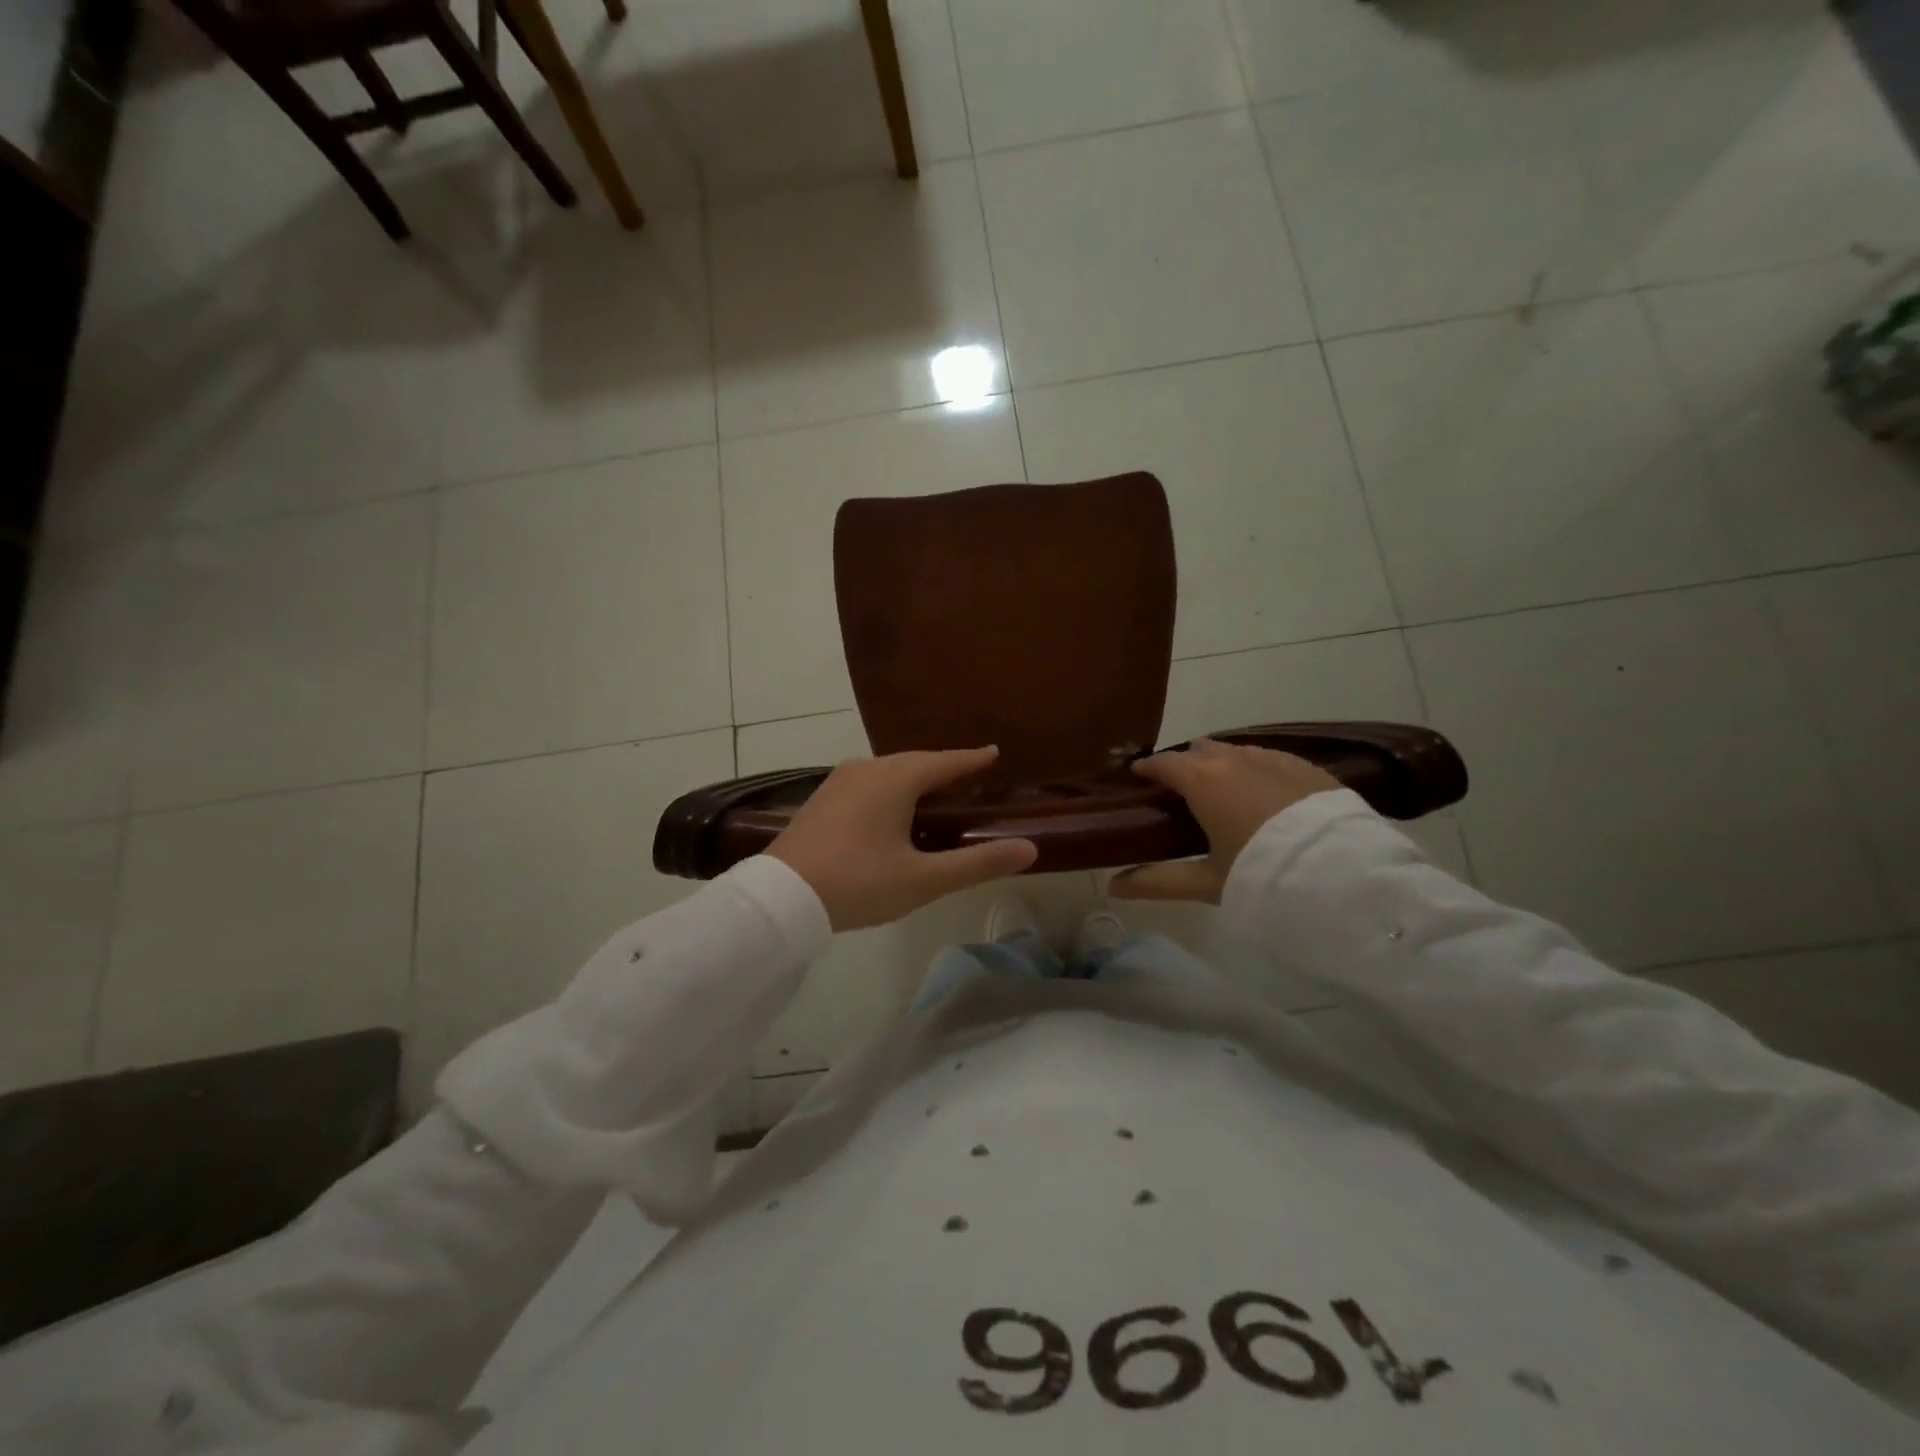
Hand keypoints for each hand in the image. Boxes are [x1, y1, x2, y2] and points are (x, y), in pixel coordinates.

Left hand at [766, 746, 1037, 930]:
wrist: (780, 897)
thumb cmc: (857, 883)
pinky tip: (891, 808)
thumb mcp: (923, 879)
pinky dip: (891, 787)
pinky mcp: (822, 799)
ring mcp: (839, 781)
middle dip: (944, 766)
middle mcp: (868, 769)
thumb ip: (977, 863)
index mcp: (895, 779)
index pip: (945, 762)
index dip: (973, 759)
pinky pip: (869, 781)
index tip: (994, 752)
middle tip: (970, 775)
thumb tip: (1029, 848)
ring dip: (915, 776)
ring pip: (889, 770)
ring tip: (935, 792)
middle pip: (916, 761)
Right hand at [1110, 738, 1339, 904]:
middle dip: (1185, 763)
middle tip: (1180, 790)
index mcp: (1202, 780)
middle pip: (1199, 750)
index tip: (1139, 777)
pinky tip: (1261, 792)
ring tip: (1221, 790)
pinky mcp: (1306, 767)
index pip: (1164, 762)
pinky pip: (1268, 758)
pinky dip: (1254, 769)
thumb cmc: (1260, 873)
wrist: (1340, 873)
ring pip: (1236, 752)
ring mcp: (1274, 758)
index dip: (1147, 769)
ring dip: (1221, 764)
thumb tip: (1113, 887)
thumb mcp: (1205, 882)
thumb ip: (1156, 881)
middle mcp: (1234, 759)